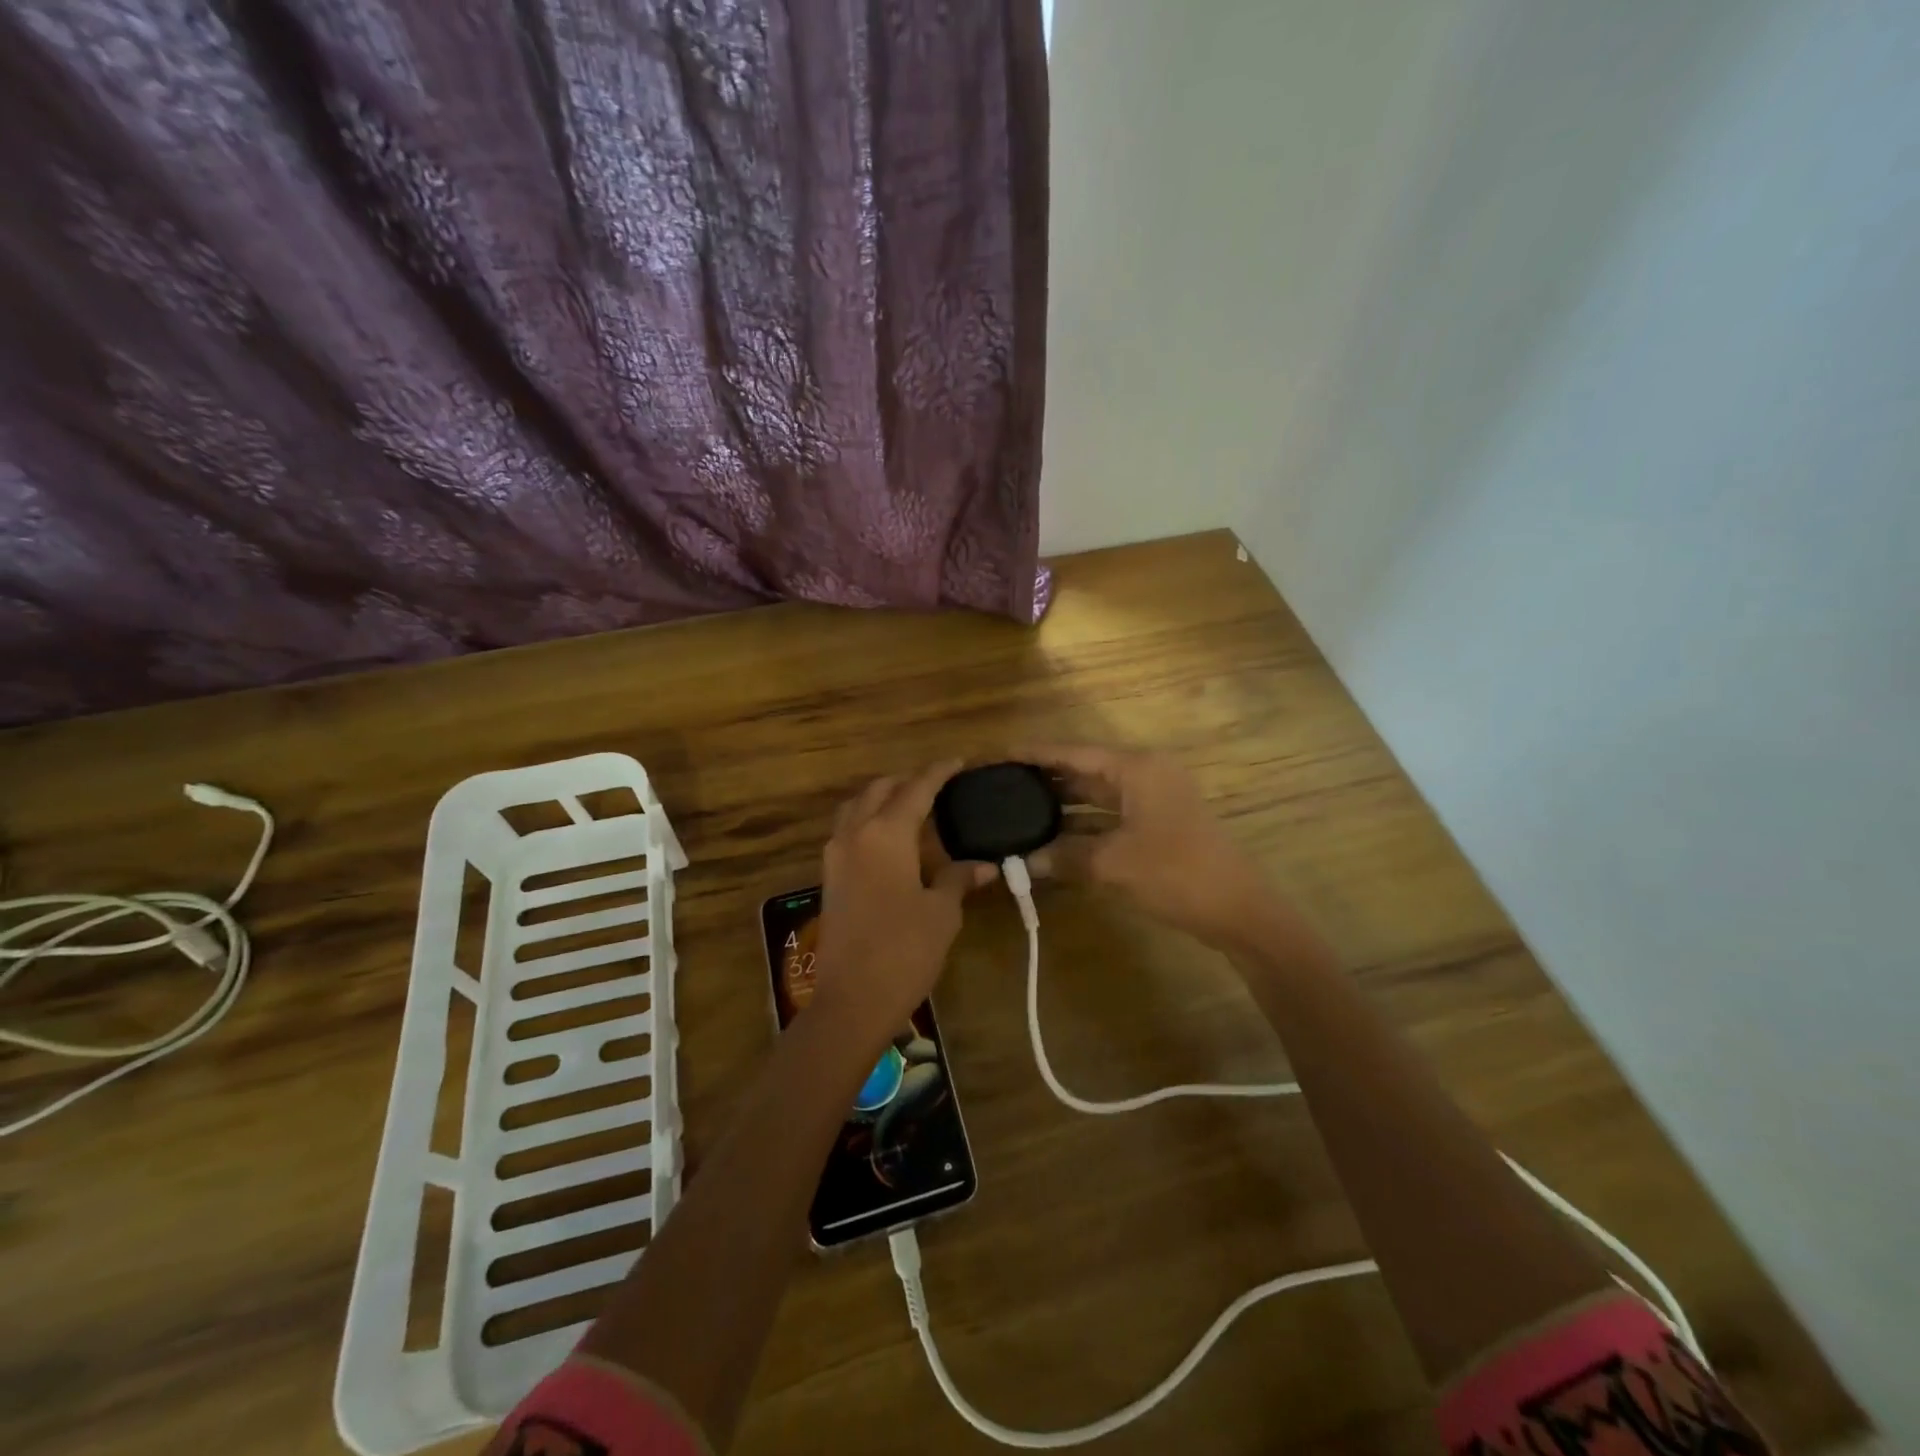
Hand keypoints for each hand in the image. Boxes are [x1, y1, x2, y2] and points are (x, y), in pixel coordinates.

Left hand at [812, 761, 994, 1044]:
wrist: (851, 999)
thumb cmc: (904, 951)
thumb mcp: (942, 913)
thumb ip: (959, 878)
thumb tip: (985, 865)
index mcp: (886, 834)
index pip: (916, 789)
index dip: (939, 772)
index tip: (958, 762)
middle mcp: (855, 834)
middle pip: (880, 790)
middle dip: (908, 781)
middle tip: (937, 786)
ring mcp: (836, 855)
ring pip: (857, 807)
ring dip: (883, 798)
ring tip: (912, 807)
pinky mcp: (829, 876)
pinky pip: (848, 830)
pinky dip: (868, 820)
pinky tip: (890, 839)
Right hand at [1020, 745, 1275, 948]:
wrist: (1239, 909)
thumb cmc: (1177, 873)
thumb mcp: (1114, 864)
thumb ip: (1065, 857)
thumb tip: (1023, 861)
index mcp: (1136, 768)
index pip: (1072, 752)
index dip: (1033, 753)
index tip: (997, 755)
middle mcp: (1143, 775)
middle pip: (1083, 770)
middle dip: (1044, 780)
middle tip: (1000, 786)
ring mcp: (1152, 800)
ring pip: (1095, 796)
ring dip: (1061, 807)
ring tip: (1016, 811)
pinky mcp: (1156, 825)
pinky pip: (1108, 818)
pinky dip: (1081, 828)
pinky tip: (1051, 840)